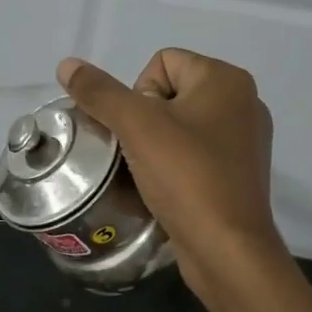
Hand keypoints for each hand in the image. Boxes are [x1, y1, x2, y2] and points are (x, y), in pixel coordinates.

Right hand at [56, 50, 285, 283]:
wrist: (227, 250)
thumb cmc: (186, 177)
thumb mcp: (135, 127)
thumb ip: (99, 92)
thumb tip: (67, 64)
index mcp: (226, 80)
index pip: (162, 61)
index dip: (138, 92)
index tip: (141, 130)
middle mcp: (242, 102)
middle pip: (168, 92)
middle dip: (143, 120)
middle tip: (142, 152)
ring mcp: (244, 139)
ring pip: (177, 125)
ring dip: (154, 144)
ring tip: (149, 172)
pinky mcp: (238, 172)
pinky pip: (193, 152)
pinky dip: (174, 165)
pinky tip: (165, 188)